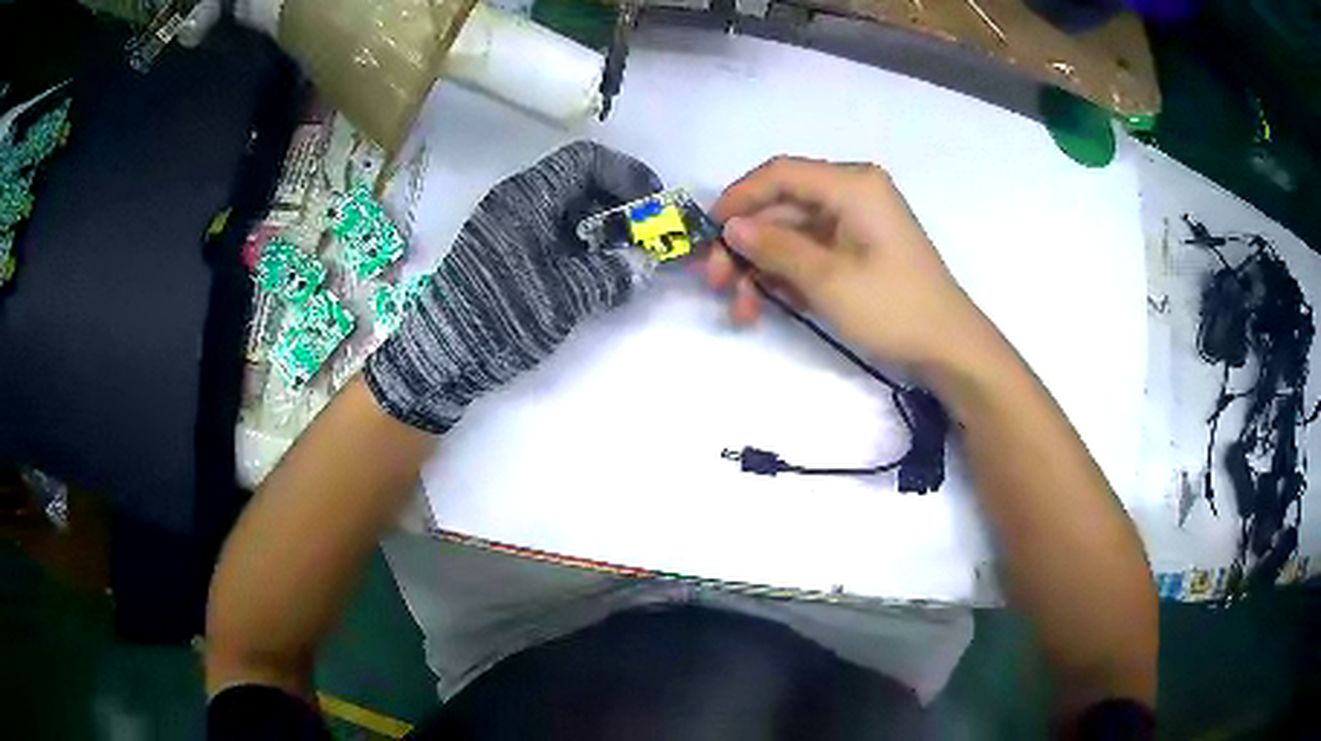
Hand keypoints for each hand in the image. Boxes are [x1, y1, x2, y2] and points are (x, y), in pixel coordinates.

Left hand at [366, 141, 661, 431]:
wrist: (441, 357)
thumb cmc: (501, 316)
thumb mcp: (564, 297)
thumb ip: (611, 275)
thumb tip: (645, 265)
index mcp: (528, 197)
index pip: (586, 160)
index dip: (627, 174)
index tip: (654, 204)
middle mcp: (516, 202)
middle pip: (579, 183)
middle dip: (618, 205)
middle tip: (646, 237)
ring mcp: (507, 227)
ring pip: (566, 210)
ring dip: (601, 228)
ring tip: (626, 260)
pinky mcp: (504, 253)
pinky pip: (551, 234)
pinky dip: (580, 247)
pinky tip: (597, 274)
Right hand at [705, 157, 992, 378]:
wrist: (948, 347)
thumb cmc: (894, 307)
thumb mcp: (829, 280)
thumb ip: (776, 248)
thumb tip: (731, 227)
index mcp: (852, 185)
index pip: (780, 174)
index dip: (738, 198)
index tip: (707, 233)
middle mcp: (851, 194)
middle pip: (781, 209)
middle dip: (746, 246)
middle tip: (717, 285)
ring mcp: (854, 224)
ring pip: (791, 235)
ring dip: (761, 269)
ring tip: (742, 311)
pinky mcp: (856, 250)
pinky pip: (809, 253)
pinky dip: (786, 277)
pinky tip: (767, 307)